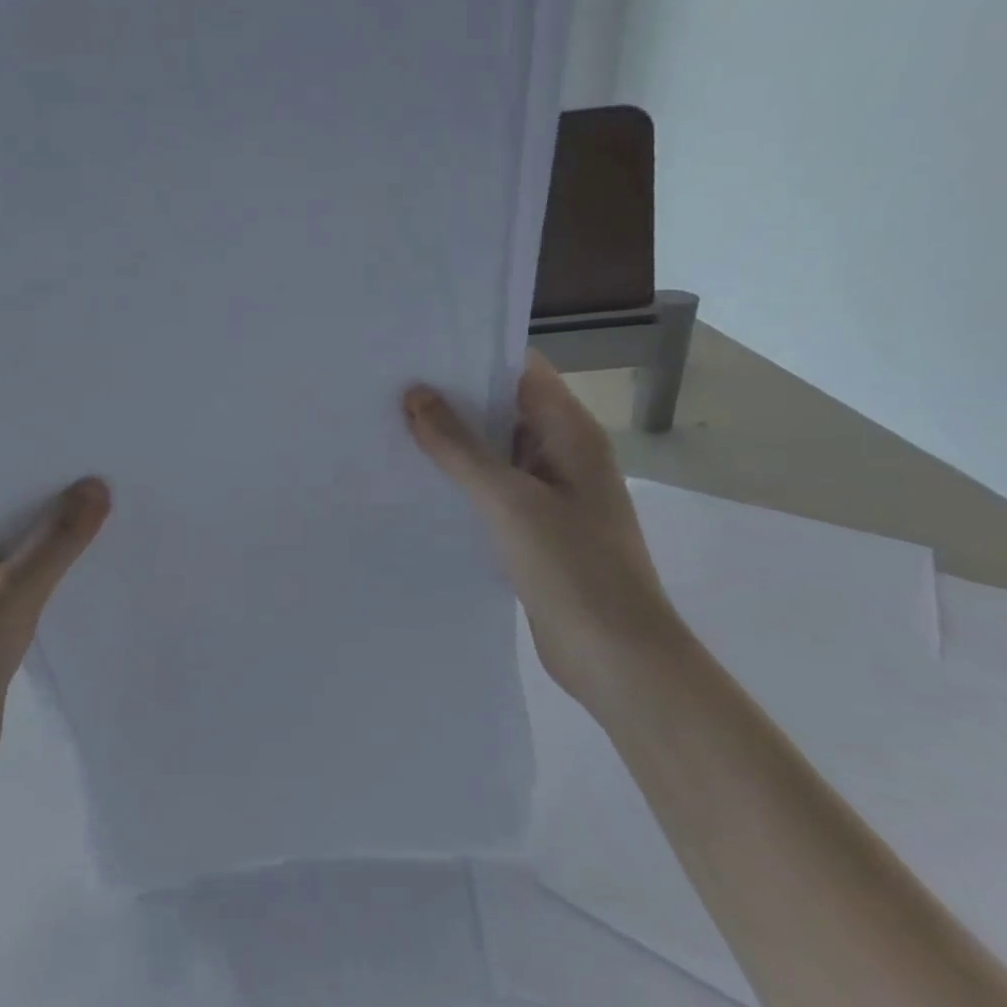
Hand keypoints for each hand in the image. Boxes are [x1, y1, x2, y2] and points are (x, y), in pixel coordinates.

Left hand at [0, 479, 110, 795]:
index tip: (81, 452)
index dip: (33, 469)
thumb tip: (97, 486)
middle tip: (107, 479)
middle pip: (9, 517)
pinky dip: (53, 575)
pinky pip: (26, 583)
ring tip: (109, 514)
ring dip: (56, 542)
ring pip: (20, 552)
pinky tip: (92, 565)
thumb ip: (56, 541)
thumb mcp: (12, 594)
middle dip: (53, 504)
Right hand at [404, 351, 687, 706]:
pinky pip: (493, 488)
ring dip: (453, 441)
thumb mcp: (508, 500)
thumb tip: (415, 394)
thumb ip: (459, 447)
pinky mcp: (535, 527)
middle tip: (389, 387)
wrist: (617, 657)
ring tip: (390, 426)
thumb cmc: (572, 567)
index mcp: (571, 433)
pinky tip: (417, 481)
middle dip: (453, 397)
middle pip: (505, 407)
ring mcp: (551, 492)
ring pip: (495, 450)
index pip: (521, 370)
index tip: (417, 349)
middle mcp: (563, 454)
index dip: (473, 353)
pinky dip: (460, 480)